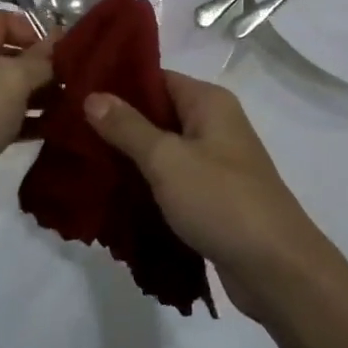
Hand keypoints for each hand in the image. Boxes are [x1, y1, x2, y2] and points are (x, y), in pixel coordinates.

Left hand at [0, 12, 52, 235]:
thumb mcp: (10, 81)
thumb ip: (39, 59)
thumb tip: (58, 40)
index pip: (1, 20)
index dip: (34, 29)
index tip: (65, 51)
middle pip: (3, 53)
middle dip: (39, 65)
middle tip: (74, 81)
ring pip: (2, 89)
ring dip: (35, 95)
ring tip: (71, 106)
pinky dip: (22, 120)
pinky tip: (52, 130)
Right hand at [83, 74, 333, 319]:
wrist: (278, 270)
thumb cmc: (222, 201)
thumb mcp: (166, 159)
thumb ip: (127, 127)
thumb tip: (92, 95)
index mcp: (208, 102)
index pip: (156, 77)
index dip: (117, 83)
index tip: (77, 92)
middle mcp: (214, 124)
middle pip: (157, 112)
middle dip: (117, 123)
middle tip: (70, 130)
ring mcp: (215, 162)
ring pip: (162, 148)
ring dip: (128, 156)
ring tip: (82, 161)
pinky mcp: (212, 197)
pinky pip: (171, 179)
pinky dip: (146, 183)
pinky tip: (112, 193)